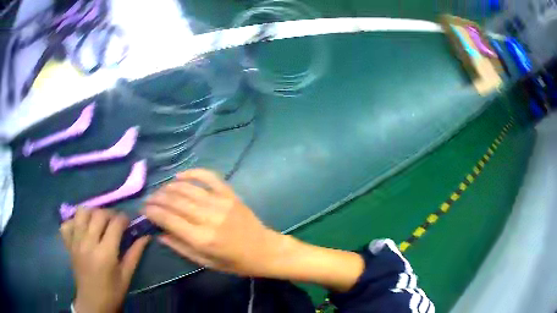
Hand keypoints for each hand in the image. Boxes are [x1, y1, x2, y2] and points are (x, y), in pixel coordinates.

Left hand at [60, 208, 149, 312]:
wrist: (93, 303)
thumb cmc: (113, 292)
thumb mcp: (126, 276)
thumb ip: (135, 254)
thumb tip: (146, 236)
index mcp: (105, 253)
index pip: (115, 224)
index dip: (124, 218)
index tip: (128, 221)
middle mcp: (88, 243)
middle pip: (98, 214)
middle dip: (110, 213)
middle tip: (115, 222)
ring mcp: (76, 242)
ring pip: (81, 212)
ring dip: (92, 213)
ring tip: (98, 221)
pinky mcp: (68, 244)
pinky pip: (67, 223)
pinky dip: (74, 221)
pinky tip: (82, 228)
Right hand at [143, 169, 285, 276]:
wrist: (265, 250)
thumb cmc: (235, 263)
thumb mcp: (206, 263)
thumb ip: (181, 247)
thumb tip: (159, 233)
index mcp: (203, 239)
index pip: (169, 219)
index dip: (153, 212)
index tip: (143, 209)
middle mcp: (209, 217)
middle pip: (175, 201)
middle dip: (157, 198)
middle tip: (148, 200)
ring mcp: (221, 202)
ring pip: (187, 188)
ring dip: (169, 187)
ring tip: (160, 191)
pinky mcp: (230, 194)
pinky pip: (209, 177)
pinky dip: (192, 173)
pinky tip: (179, 176)